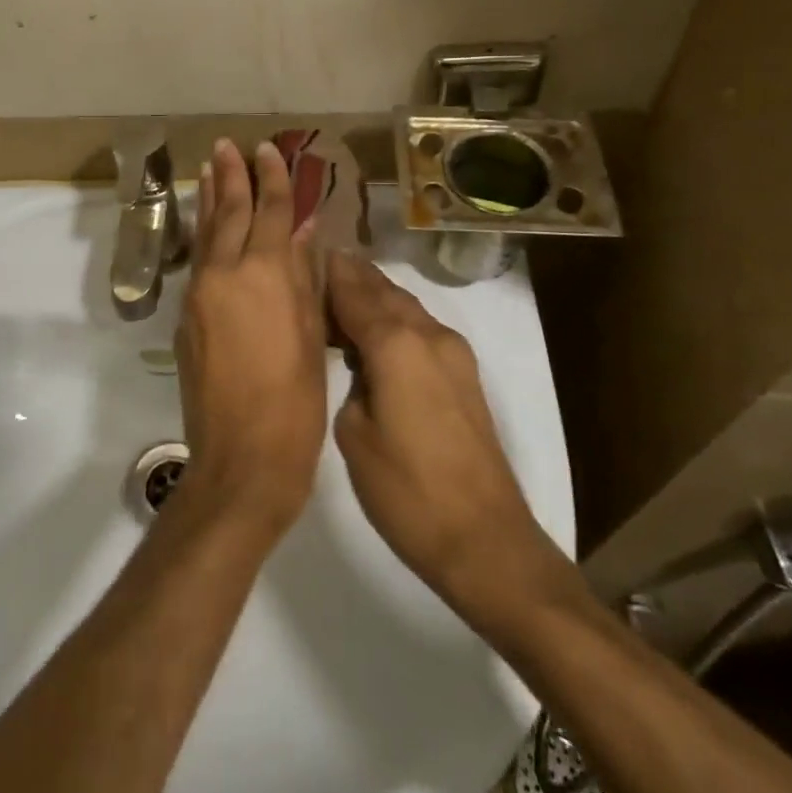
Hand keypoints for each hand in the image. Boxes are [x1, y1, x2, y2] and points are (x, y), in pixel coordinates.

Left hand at [174, 140, 328, 538]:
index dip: (272, 179)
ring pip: (205, 234)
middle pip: (228, 212)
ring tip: (208, 169)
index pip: (269, 211)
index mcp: (264, 274)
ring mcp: (200, 295)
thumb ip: (302, 276)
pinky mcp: (186, 318)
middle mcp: (225, 274)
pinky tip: (206, 226)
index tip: (268, 149)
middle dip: (231, 176)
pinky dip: (203, 235)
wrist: (242, 457)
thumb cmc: (295, 400)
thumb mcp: (311, 333)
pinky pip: (198, 262)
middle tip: (226, 145)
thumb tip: (300, 231)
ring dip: (208, 199)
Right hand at [327, 253, 584, 633]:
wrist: (485, 540)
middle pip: (384, 290)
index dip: (330, 272)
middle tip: (319, 267)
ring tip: (342, 294)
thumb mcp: (355, 435)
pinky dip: (395, 319)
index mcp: (396, 344)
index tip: (305, 252)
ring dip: (375, 296)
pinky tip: (375, 333)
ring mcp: (453, 353)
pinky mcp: (464, 375)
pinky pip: (421, 328)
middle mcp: (429, 335)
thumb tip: (360, 366)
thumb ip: (350, 384)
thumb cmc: (408, 491)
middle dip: (353, 276)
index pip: (355, 292)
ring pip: (406, 307)